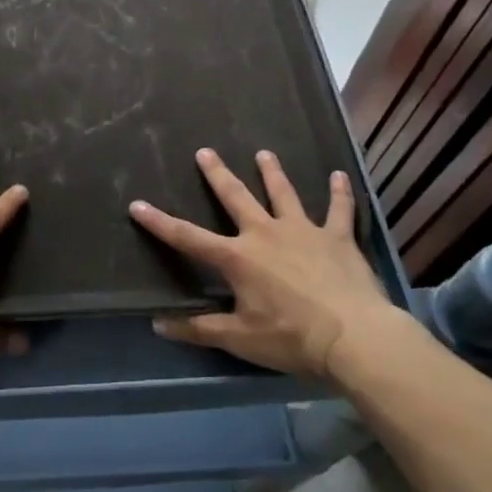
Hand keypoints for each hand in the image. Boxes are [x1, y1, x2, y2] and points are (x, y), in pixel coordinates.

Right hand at [129, 148, 408, 381]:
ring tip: (264, 153)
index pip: (188, 238)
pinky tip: (340, 175)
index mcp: (238, 258)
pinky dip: (340, 193)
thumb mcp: (240, 340)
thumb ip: (199, 330)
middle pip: (236, 197)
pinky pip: (339, 210)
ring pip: (283, 194)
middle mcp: (265, 233)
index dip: (160, 222)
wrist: (354, 337)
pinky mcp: (338, 238)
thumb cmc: (291, 338)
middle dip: (217, 174)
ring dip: (272, 173)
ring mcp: (303, 231)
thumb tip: (157, 325)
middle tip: (205, 151)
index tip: (137, 204)